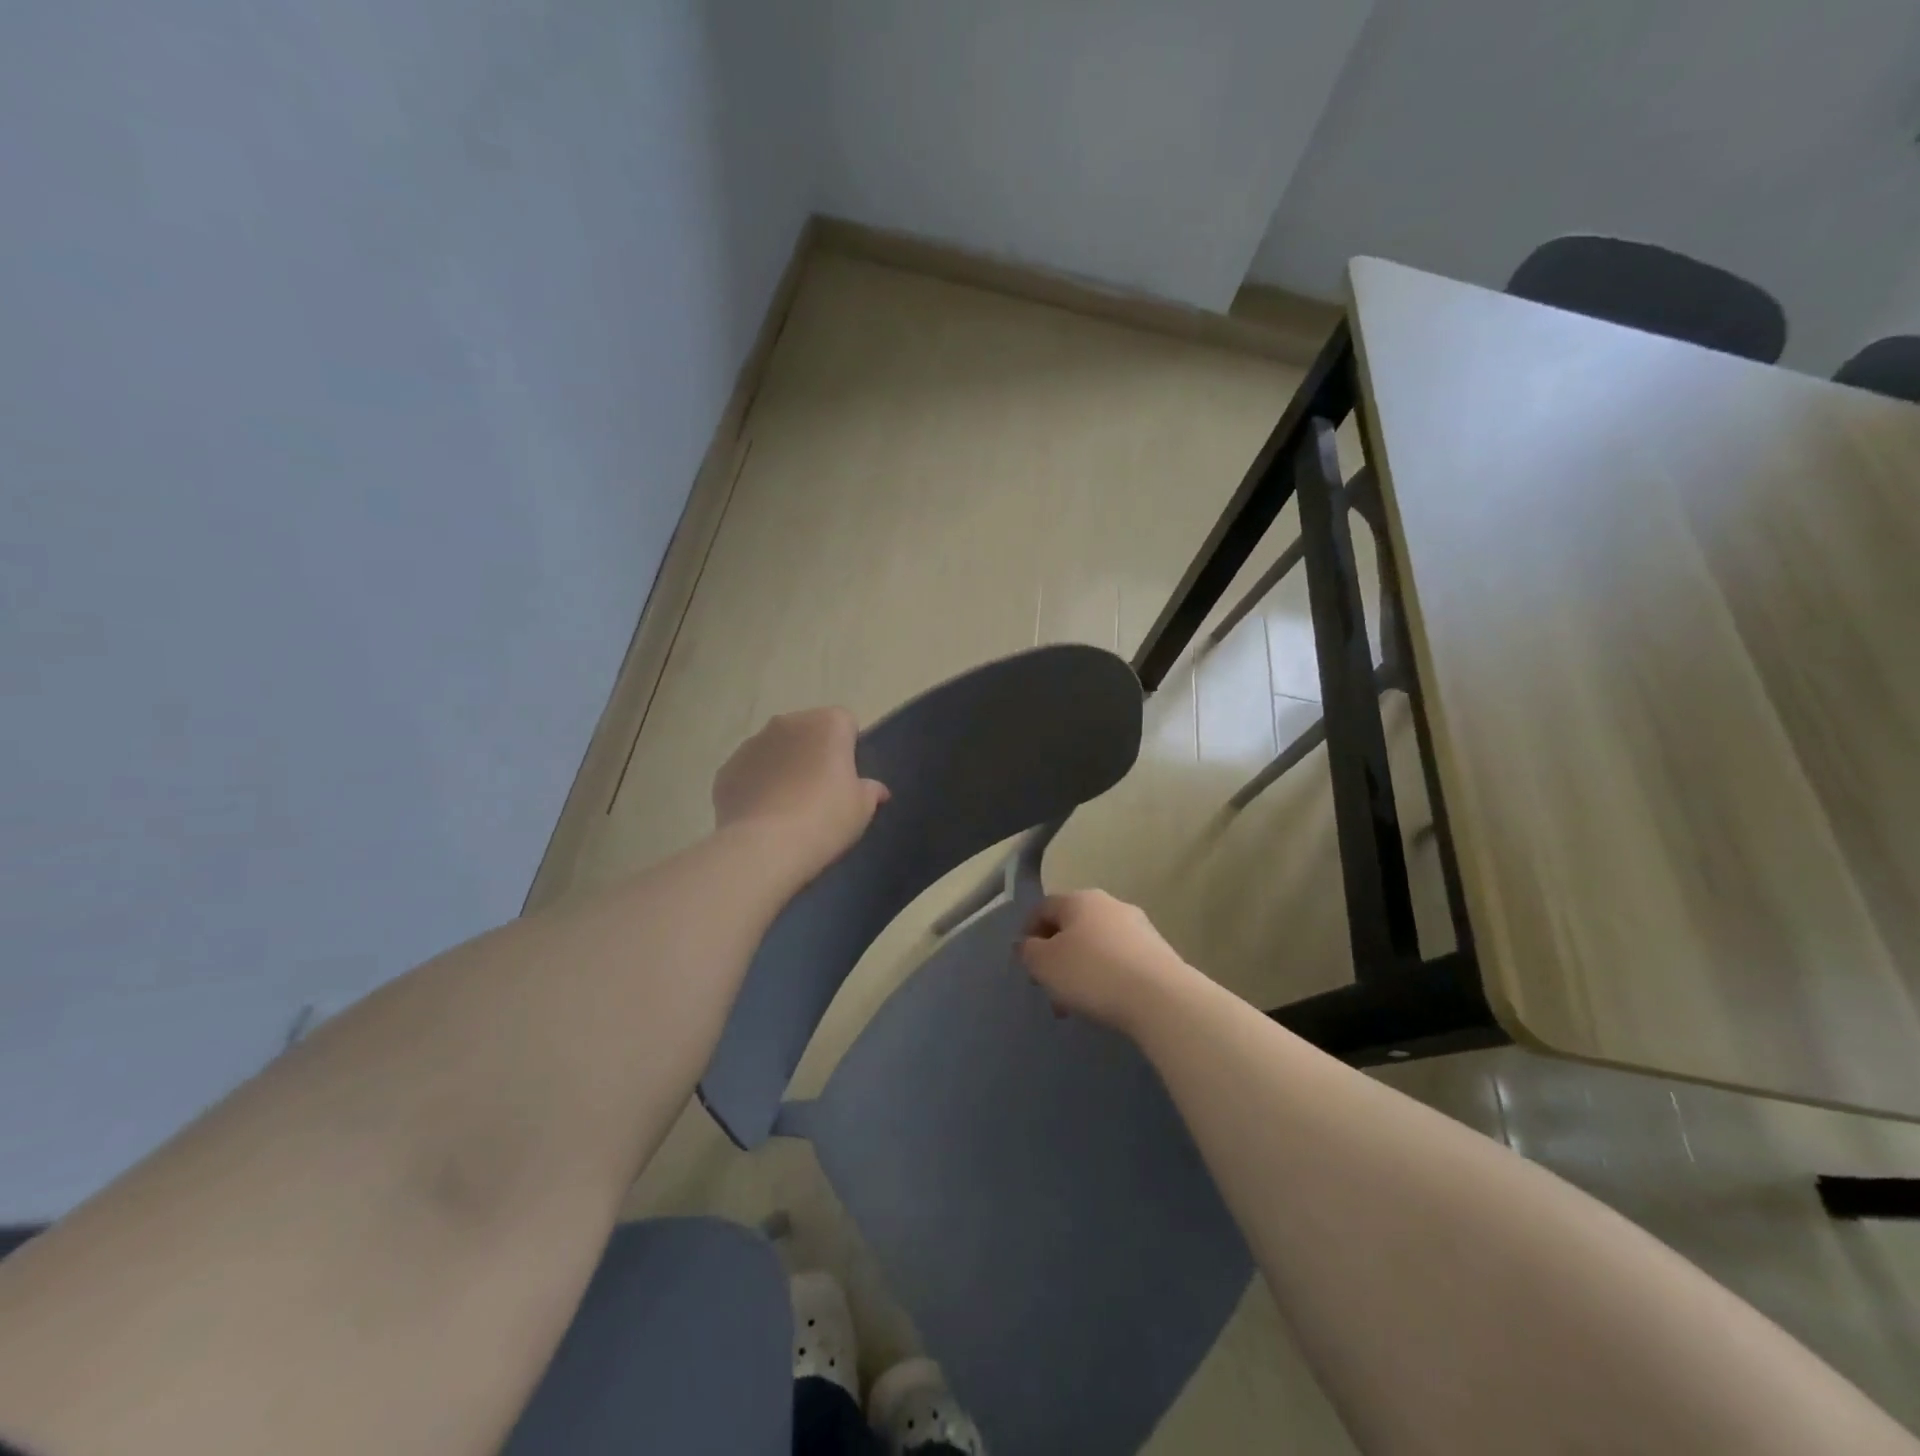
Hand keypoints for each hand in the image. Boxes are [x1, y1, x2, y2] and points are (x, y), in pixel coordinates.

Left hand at [712, 708, 888, 879]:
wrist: (765, 847)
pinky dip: (756, 786)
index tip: (847, 778)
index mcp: (827, 723)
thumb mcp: (862, 808)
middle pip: (807, 732)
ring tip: (788, 807)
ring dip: (783, 767)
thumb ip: (870, 790)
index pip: (845, 723)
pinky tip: (763, 816)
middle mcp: (787, 723)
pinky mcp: (726, 769)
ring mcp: (752, 744)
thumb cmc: (825, 818)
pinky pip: (749, 772)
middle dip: (812, 753)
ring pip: (775, 749)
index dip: (848, 749)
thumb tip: (876, 789)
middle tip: (819, 792)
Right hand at [1018, 890, 1193, 1036]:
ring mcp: (1138, 926)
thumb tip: (1027, 944)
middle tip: (1050, 989)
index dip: (1029, 933)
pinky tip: (1106, 1002)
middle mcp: (1110, 904)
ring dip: (1081, 970)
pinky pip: (1121, 960)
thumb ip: (1028, 952)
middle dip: (1057, 958)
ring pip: (1097, 945)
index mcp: (1080, 900)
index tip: (1026, 964)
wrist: (1161, 998)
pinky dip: (1107, 977)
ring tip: (1077, 1005)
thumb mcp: (1045, 965)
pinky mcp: (1158, 951)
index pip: (1044, 908)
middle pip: (1072, 928)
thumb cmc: (1092, 974)